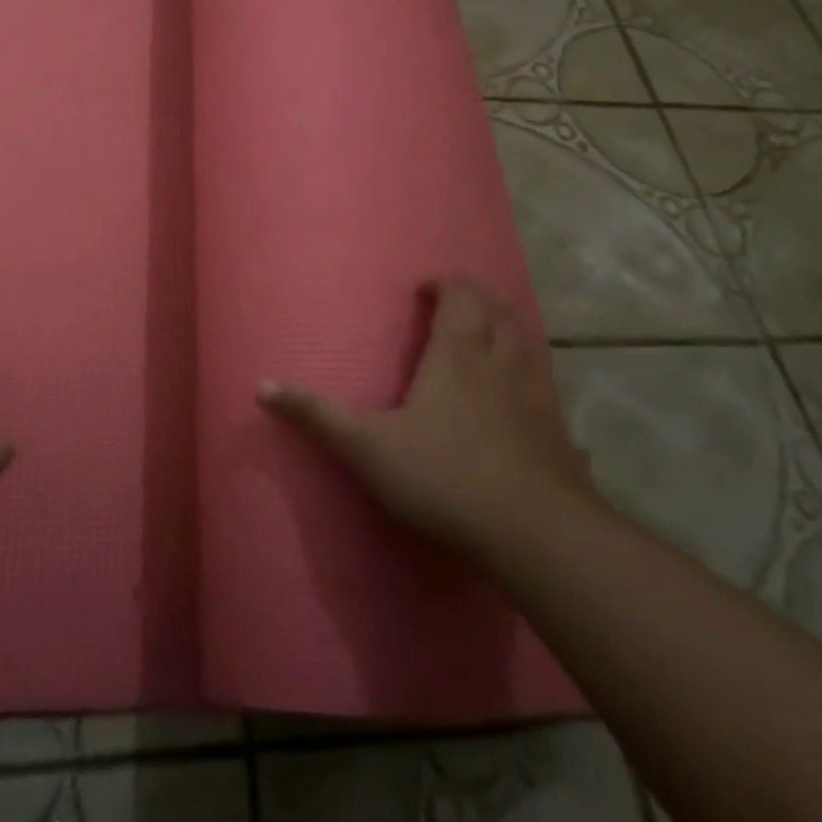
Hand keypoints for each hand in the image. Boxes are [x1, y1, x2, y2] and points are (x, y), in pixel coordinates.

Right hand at [257, 280, 591, 550]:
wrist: (536, 535)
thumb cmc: (445, 476)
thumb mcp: (367, 447)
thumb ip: (317, 416)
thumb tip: (261, 386)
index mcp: (458, 356)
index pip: (462, 297)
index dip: (447, 286)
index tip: (426, 291)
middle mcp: (502, 366)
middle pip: (501, 313)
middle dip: (479, 301)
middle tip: (457, 307)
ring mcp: (538, 400)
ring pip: (530, 347)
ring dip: (510, 333)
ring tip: (490, 342)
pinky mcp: (560, 437)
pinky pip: (549, 394)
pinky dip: (534, 384)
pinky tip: (527, 408)